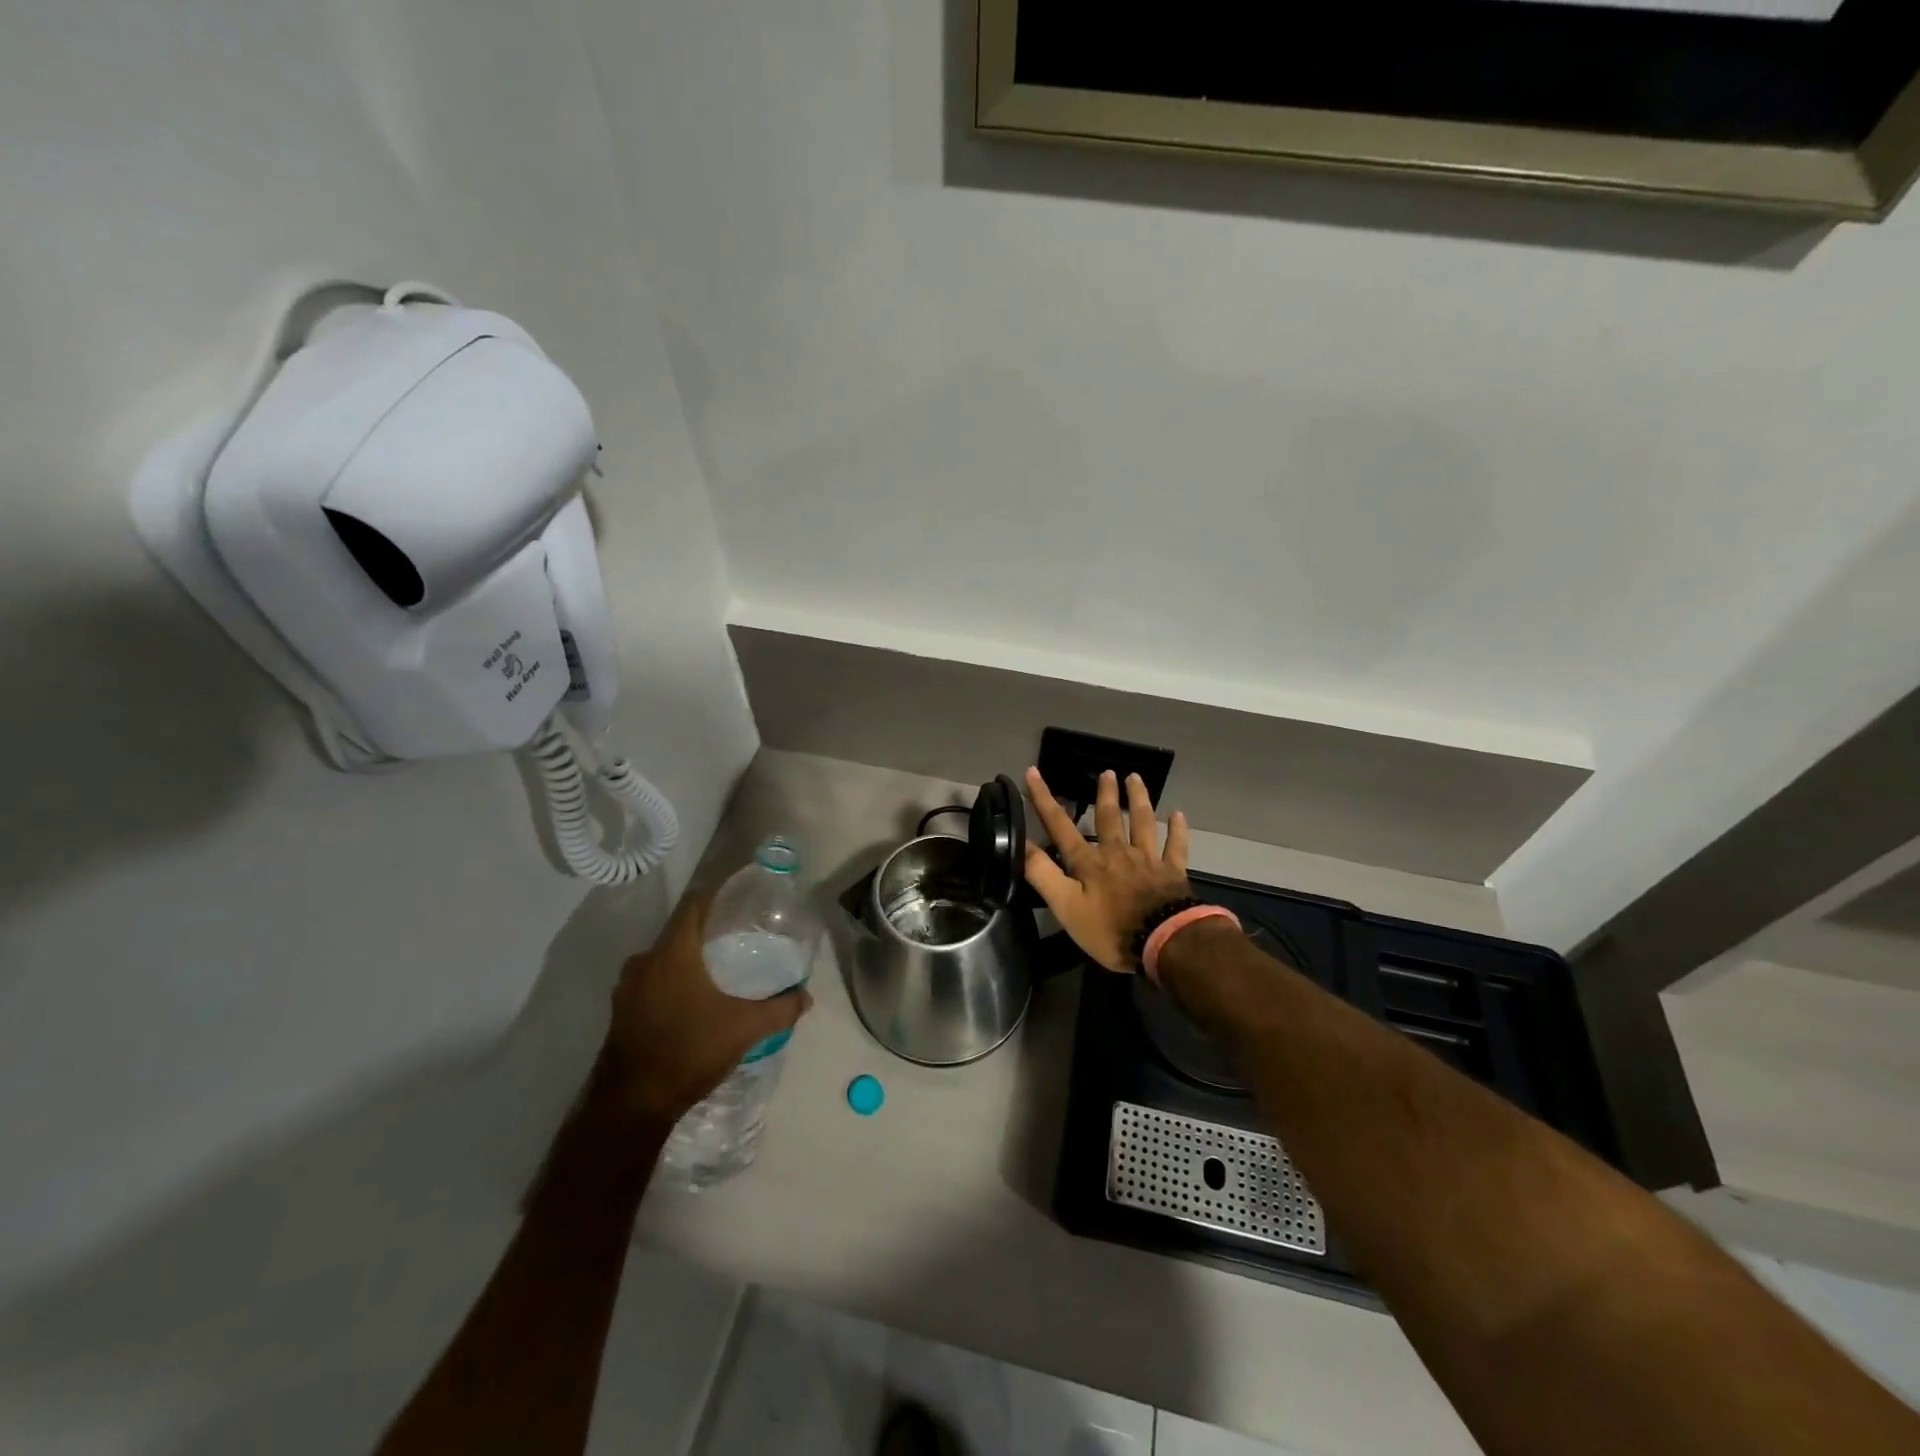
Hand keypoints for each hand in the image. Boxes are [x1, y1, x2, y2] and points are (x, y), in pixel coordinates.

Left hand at [595, 893, 812, 1124]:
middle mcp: (645, 962)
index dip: (716, 894)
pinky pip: (651, 981)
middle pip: (679, 931)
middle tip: (738, 936)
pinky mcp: (621, 1012)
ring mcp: (627, 988)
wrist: (631, 1106)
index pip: (694, 904)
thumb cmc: (689, 1051)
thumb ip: (780, 1009)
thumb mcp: (744, 1029)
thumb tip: (807, 996)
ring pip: (663, 958)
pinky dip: (672, 981)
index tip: (740, 897)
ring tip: (719, 967)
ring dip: (688, 958)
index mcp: (672, 953)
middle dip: (707, 930)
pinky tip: (693, 999)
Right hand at [1023, 767, 1191, 972]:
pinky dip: (1177, 830)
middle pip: (1108, 818)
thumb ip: (1042, 874)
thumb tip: (1019, 843)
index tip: (1033, 771)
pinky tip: (1178, 814)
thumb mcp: (1066, 906)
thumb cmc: (1110, 929)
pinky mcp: (1172, 873)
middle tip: (1106, 771)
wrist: (1164, 941)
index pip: (1059, 825)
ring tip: (1135, 778)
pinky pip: (1176, 846)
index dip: (1043, 799)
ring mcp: (1147, 860)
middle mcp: (1117, 853)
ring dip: (1138, 799)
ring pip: (1142, 823)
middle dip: (1104, 794)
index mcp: (1088, 862)